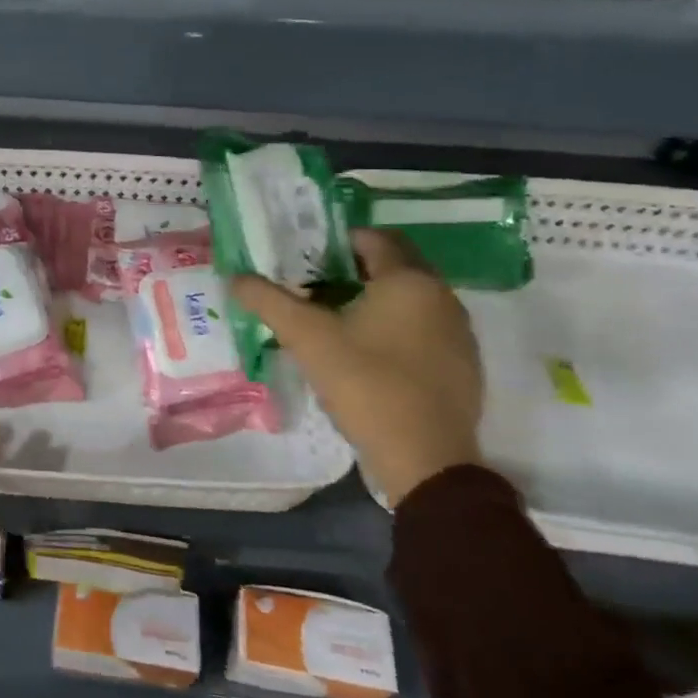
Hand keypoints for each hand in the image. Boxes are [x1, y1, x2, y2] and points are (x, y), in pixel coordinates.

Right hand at [231, 228, 483, 507]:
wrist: (425, 459)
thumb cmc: (366, 384)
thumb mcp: (306, 338)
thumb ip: (268, 301)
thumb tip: (235, 277)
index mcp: (408, 280)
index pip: (373, 238)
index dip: (336, 241)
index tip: (304, 256)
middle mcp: (442, 296)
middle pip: (394, 265)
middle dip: (353, 268)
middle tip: (312, 283)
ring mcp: (458, 332)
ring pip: (410, 298)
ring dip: (374, 298)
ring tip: (333, 317)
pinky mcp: (463, 365)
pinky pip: (424, 328)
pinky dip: (395, 326)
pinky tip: (366, 353)